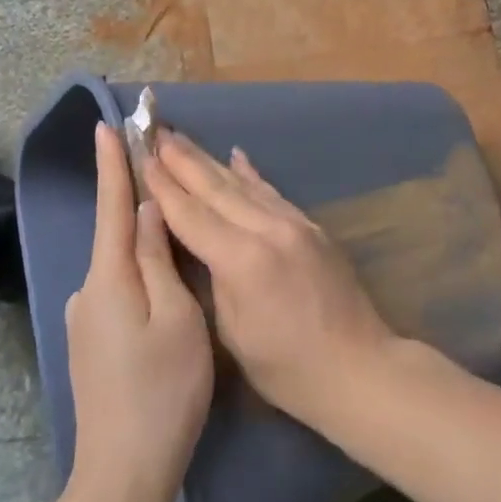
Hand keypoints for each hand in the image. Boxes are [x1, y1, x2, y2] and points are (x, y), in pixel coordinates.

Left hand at [65, 124, 213, 501]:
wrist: (124, 473)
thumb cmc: (162, 389)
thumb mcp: (176, 316)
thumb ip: (159, 258)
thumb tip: (148, 211)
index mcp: (108, 278)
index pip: (112, 206)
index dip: (112, 164)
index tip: (106, 125)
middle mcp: (88, 291)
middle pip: (117, 233)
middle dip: (137, 201)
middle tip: (166, 177)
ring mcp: (86, 320)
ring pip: (121, 265)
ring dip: (145, 243)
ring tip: (180, 234)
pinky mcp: (93, 342)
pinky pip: (120, 290)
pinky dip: (142, 274)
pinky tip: (166, 288)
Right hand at [143, 132, 395, 432]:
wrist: (358, 367)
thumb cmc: (287, 368)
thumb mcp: (234, 332)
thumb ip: (214, 279)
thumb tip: (202, 244)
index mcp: (242, 260)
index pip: (191, 215)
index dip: (164, 187)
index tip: (142, 158)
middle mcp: (268, 230)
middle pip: (217, 188)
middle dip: (183, 160)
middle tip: (156, 133)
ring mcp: (294, 223)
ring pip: (244, 184)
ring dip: (211, 160)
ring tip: (183, 139)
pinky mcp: (311, 227)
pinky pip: (272, 193)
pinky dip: (251, 174)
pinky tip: (237, 156)